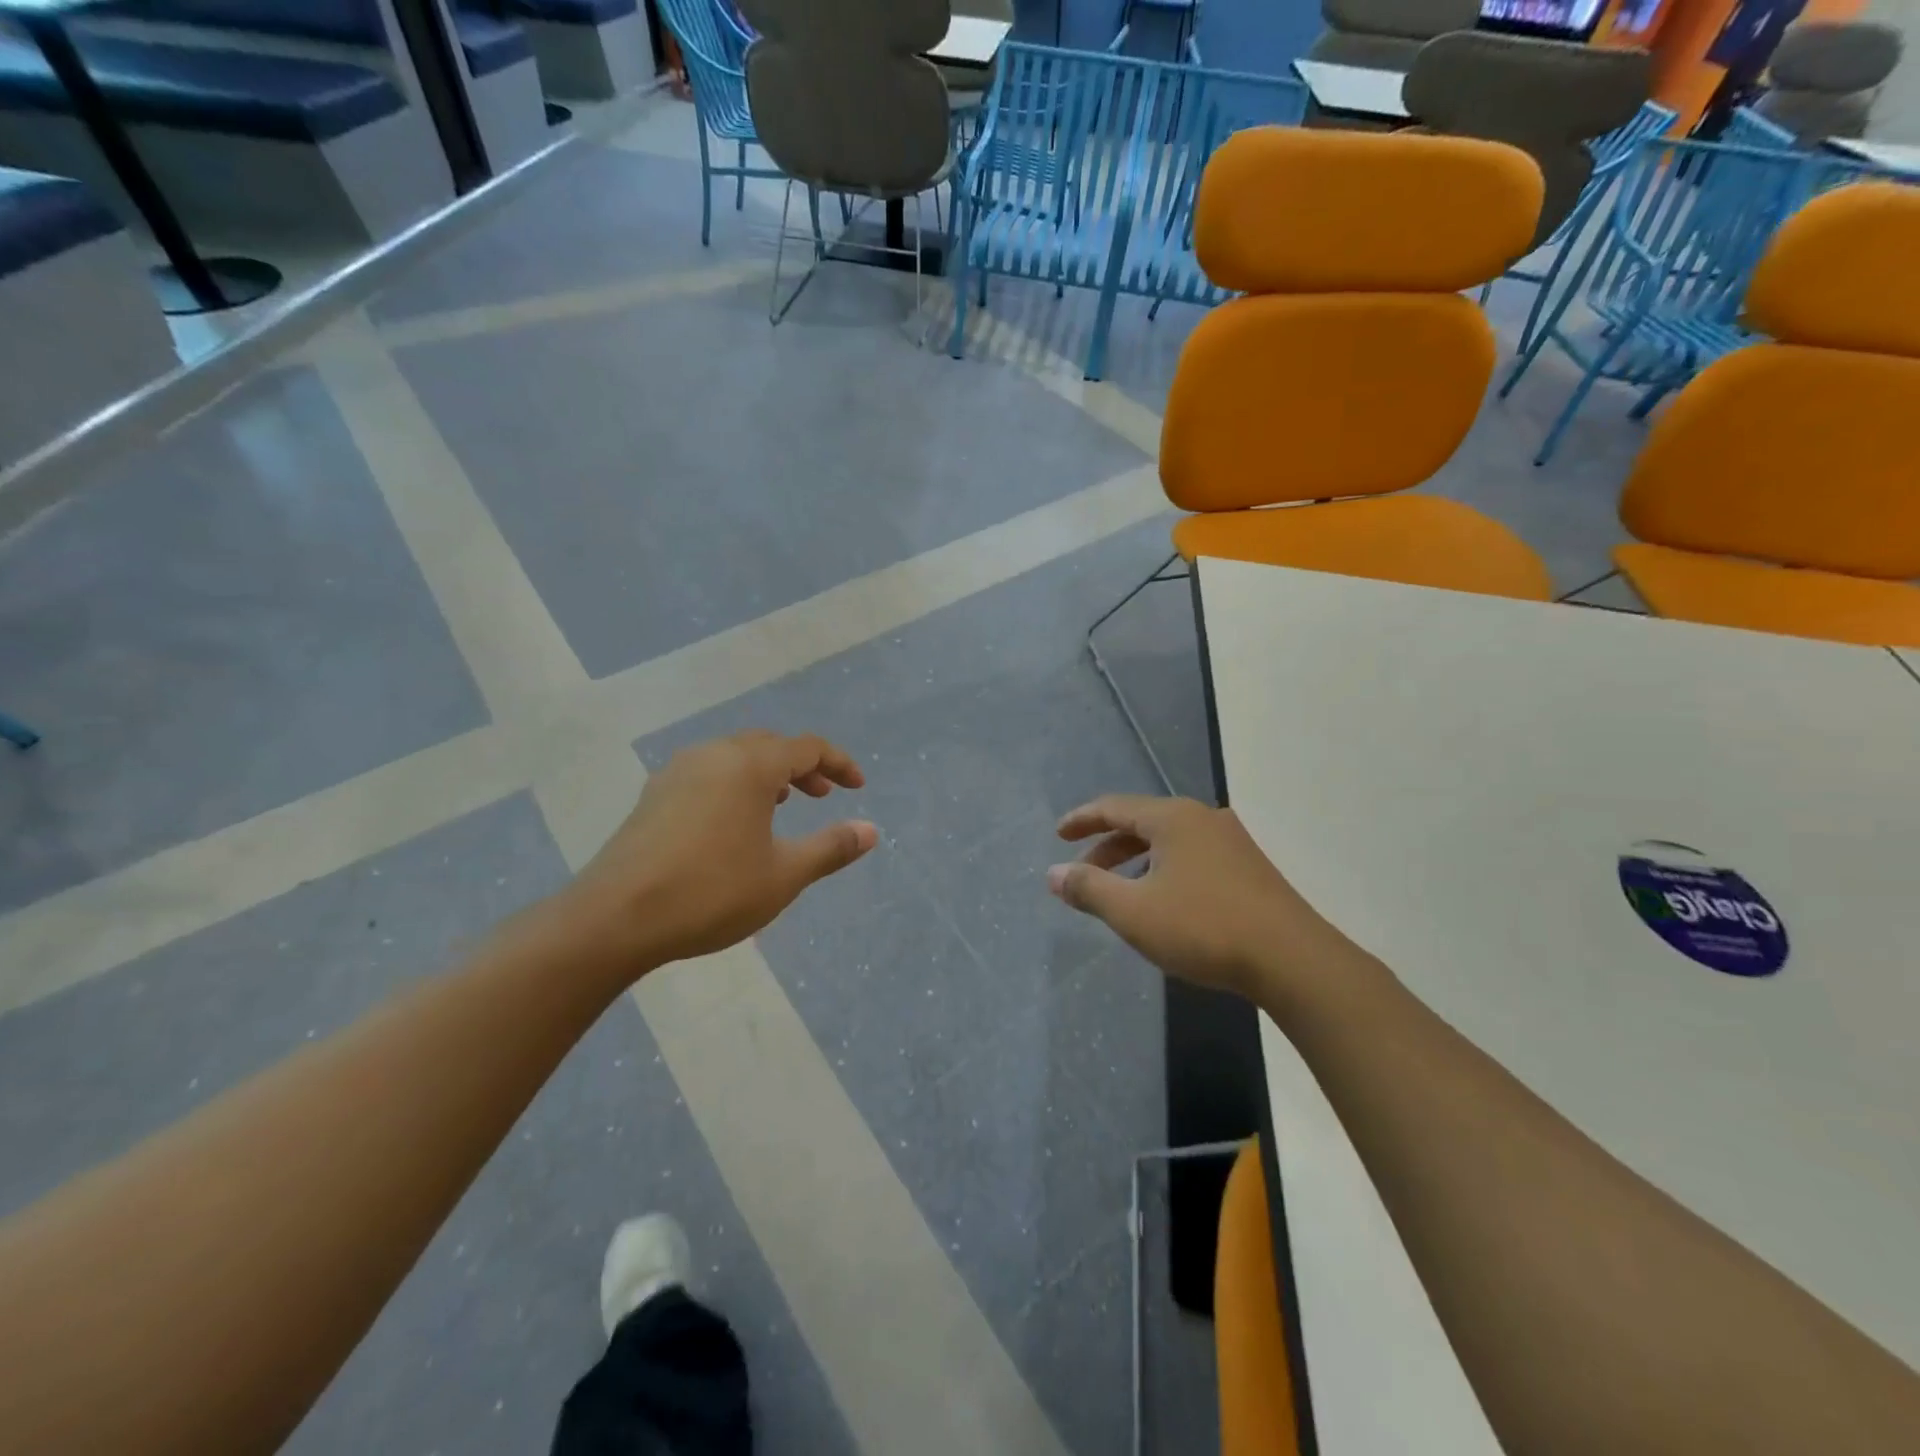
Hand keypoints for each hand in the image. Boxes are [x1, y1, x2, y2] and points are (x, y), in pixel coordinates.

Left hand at [571, 731, 876, 974]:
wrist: (616, 918)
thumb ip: (831, 848)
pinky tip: (732, 821)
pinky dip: (734, 784)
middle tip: (822, 796)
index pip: (807, 747)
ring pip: (734, 756)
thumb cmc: (711, 892)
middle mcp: (713, 755)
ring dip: (766, 773)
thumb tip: (871, 830)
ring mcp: (677, 772)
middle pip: (769, 744)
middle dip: (802, 766)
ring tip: (780, 804)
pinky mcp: (654, 795)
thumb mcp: (783, 875)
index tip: (858, 787)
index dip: (839, 763)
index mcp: (750, 766)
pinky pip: (707, 772)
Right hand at [1048, 795, 1343, 1001]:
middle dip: (1106, 846)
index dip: (1082, 820)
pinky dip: (1163, 870)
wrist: (1293, 960)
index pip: (1114, 806)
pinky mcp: (1249, 868)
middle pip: (1141, 822)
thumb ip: (1088, 888)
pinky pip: (1191, 856)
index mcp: (1172, 818)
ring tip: (1118, 891)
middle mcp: (1202, 818)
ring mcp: (1231, 842)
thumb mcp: (1133, 911)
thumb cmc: (1203, 928)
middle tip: (1082, 872)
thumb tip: (1053, 873)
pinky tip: (1163, 901)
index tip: (1058, 835)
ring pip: (1168, 841)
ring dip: (1135, 861)